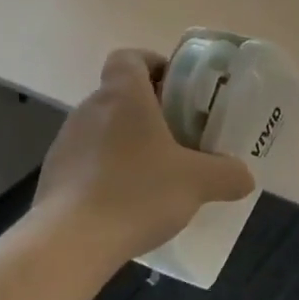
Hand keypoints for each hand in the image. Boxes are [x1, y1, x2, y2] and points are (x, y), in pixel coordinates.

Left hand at [34, 49, 255, 263]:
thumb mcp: (198, 183)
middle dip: (149, 110)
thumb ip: (228, 175)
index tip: (175, 88)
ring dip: (127, 142)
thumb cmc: (137, 193)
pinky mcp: (53, 175)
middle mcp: (89, 109)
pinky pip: (87, 160)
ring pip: (103, 128)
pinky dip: (107, 170)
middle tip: (179, 136)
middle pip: (119, 94)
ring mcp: (65, 142)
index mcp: (124, 96)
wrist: (69, 242)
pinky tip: (127, 201)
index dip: (152, 64)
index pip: (129, 57)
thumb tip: (245, 177)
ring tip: (155, 174)